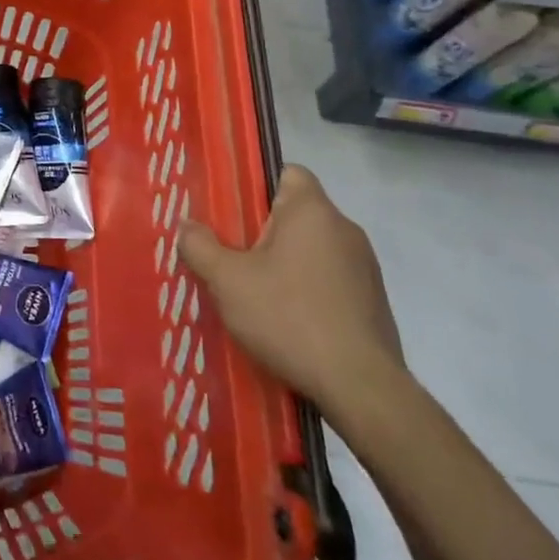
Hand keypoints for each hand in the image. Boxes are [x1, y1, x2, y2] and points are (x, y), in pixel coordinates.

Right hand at [178, 164, 404, 418]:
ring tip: (253, 292)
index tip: (232, 212)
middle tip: (229, 255)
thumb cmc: (289, 317)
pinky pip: (329, 279)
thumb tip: (185, 225)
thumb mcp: (227, 281)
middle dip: (262, 231)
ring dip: (285, 263)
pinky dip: (307, 290)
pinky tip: (285, 320)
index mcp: (312, 212)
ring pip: (312, 249)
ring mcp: (365, 267)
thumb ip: (200, 246)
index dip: (257, 185)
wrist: (361, 387)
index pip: (288, 172)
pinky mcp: (373, 302)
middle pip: (296, 213)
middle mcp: (345, 229)